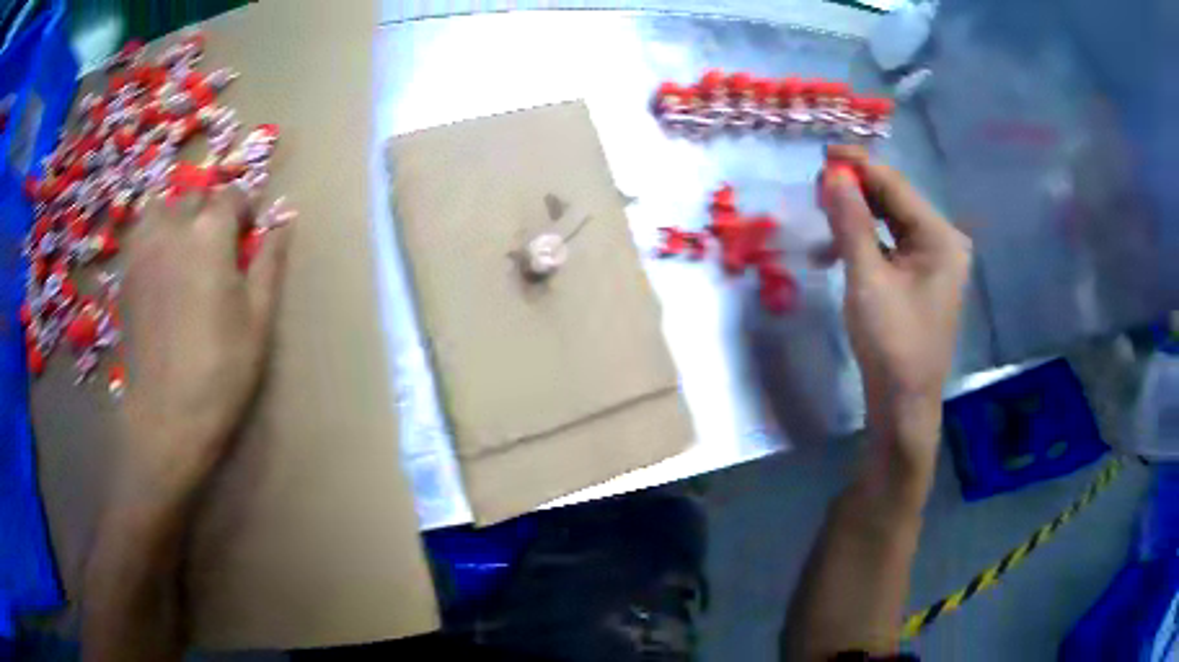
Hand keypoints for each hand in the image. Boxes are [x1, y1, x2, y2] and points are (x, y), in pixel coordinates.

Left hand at [118, 190, 291, 508]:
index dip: (244, 210)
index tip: (249, 235)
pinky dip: (153, 236)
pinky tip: (160, 268)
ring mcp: (142, 250)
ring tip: (183, 246)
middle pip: (194, 196)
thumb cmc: (221, 371)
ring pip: (159, 206)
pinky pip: (139, 235)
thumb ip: (269, 261)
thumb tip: (285, 219)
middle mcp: (172, 228)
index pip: (231, 195)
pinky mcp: (125, 275)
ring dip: (175, 215)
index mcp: (209, 234)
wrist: (166, 418)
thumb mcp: (258, 319)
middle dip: (210, 212)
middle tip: (218, 248)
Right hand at [820, 145, 970, 489]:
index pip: (895, 186)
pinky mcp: (922, 278)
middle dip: (856, 190)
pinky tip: (836, 250)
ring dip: (856, 217)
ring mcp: (934, 261)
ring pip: (890, 222)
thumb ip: (851, 221)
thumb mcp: (867, 279)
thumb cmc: (891, 343)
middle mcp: (943, 241)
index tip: (822, 154)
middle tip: (816, 187)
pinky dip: (864, 242)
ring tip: (820, 216)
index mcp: (940, 237)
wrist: (903, 404)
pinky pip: (891, 245)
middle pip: (895, 200)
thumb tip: (833, 174)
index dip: (859, 166)